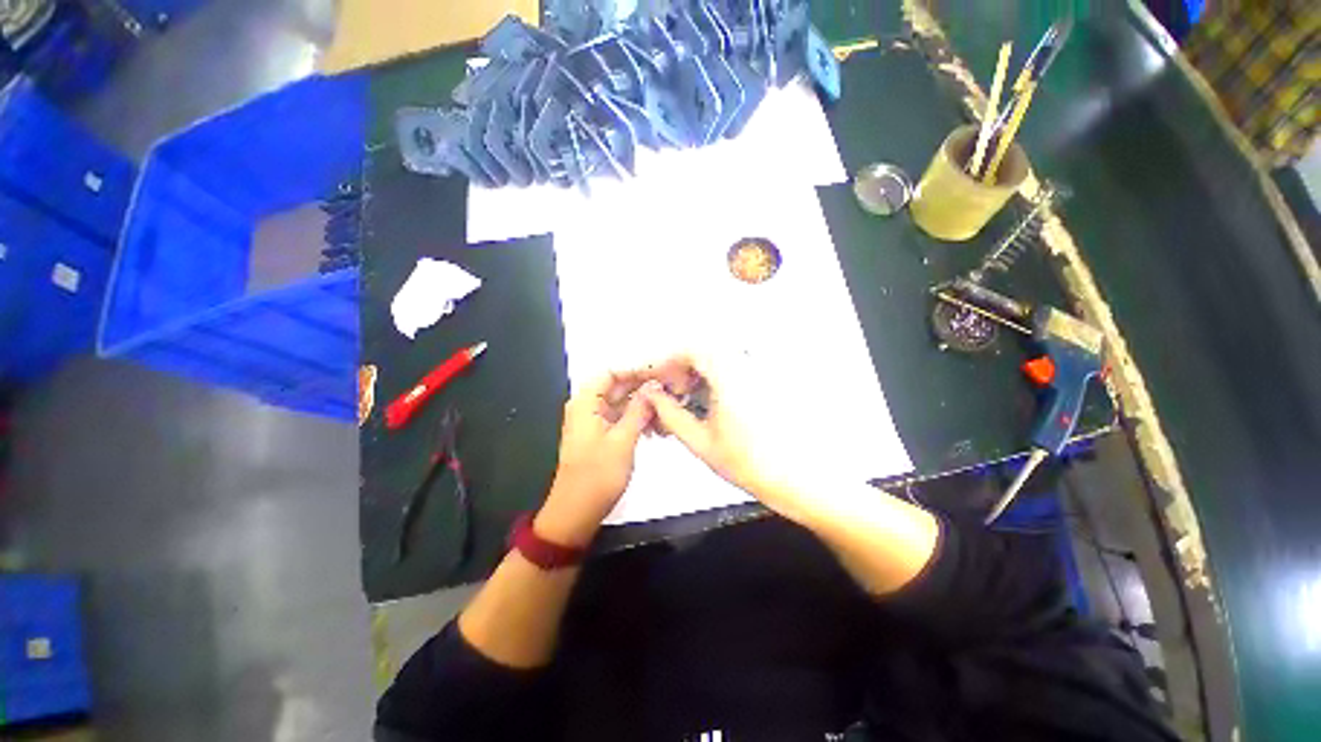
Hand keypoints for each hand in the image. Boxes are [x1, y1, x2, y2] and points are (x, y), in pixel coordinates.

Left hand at [536, 373, 655, 546]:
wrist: (576, 512)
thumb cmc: (597, 475)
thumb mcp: (623, 440)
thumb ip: (639, 410)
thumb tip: (653, 386)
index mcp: (586, 402)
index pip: (611, 372)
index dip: (635, 369)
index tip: (661, 372)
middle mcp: (587, 407)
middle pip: (617, 386)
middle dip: (643, 386)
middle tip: (671, 388)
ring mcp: (594, 421)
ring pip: (621, 403)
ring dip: (643, 404)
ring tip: (668, 406)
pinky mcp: (601, 435)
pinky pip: (621, 418)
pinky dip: (637, 418)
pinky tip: (657, 424)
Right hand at [639, 354, 814, 522]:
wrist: (800, 478)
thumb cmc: (754, 463)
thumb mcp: (701, 441)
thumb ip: (670, 414)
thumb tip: (652, 396)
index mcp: (730, 375)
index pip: (691, 350)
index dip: (668, 363)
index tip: (658, 379)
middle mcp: (748, 365)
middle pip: (705, 350)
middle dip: (683, 368)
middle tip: (673, 392)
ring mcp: (761, 371)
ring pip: (720, 358)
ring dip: (699, 373)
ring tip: (690, 400)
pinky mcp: (770, 380)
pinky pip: (736, 367)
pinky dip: (717, 378)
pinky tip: (713, 402)